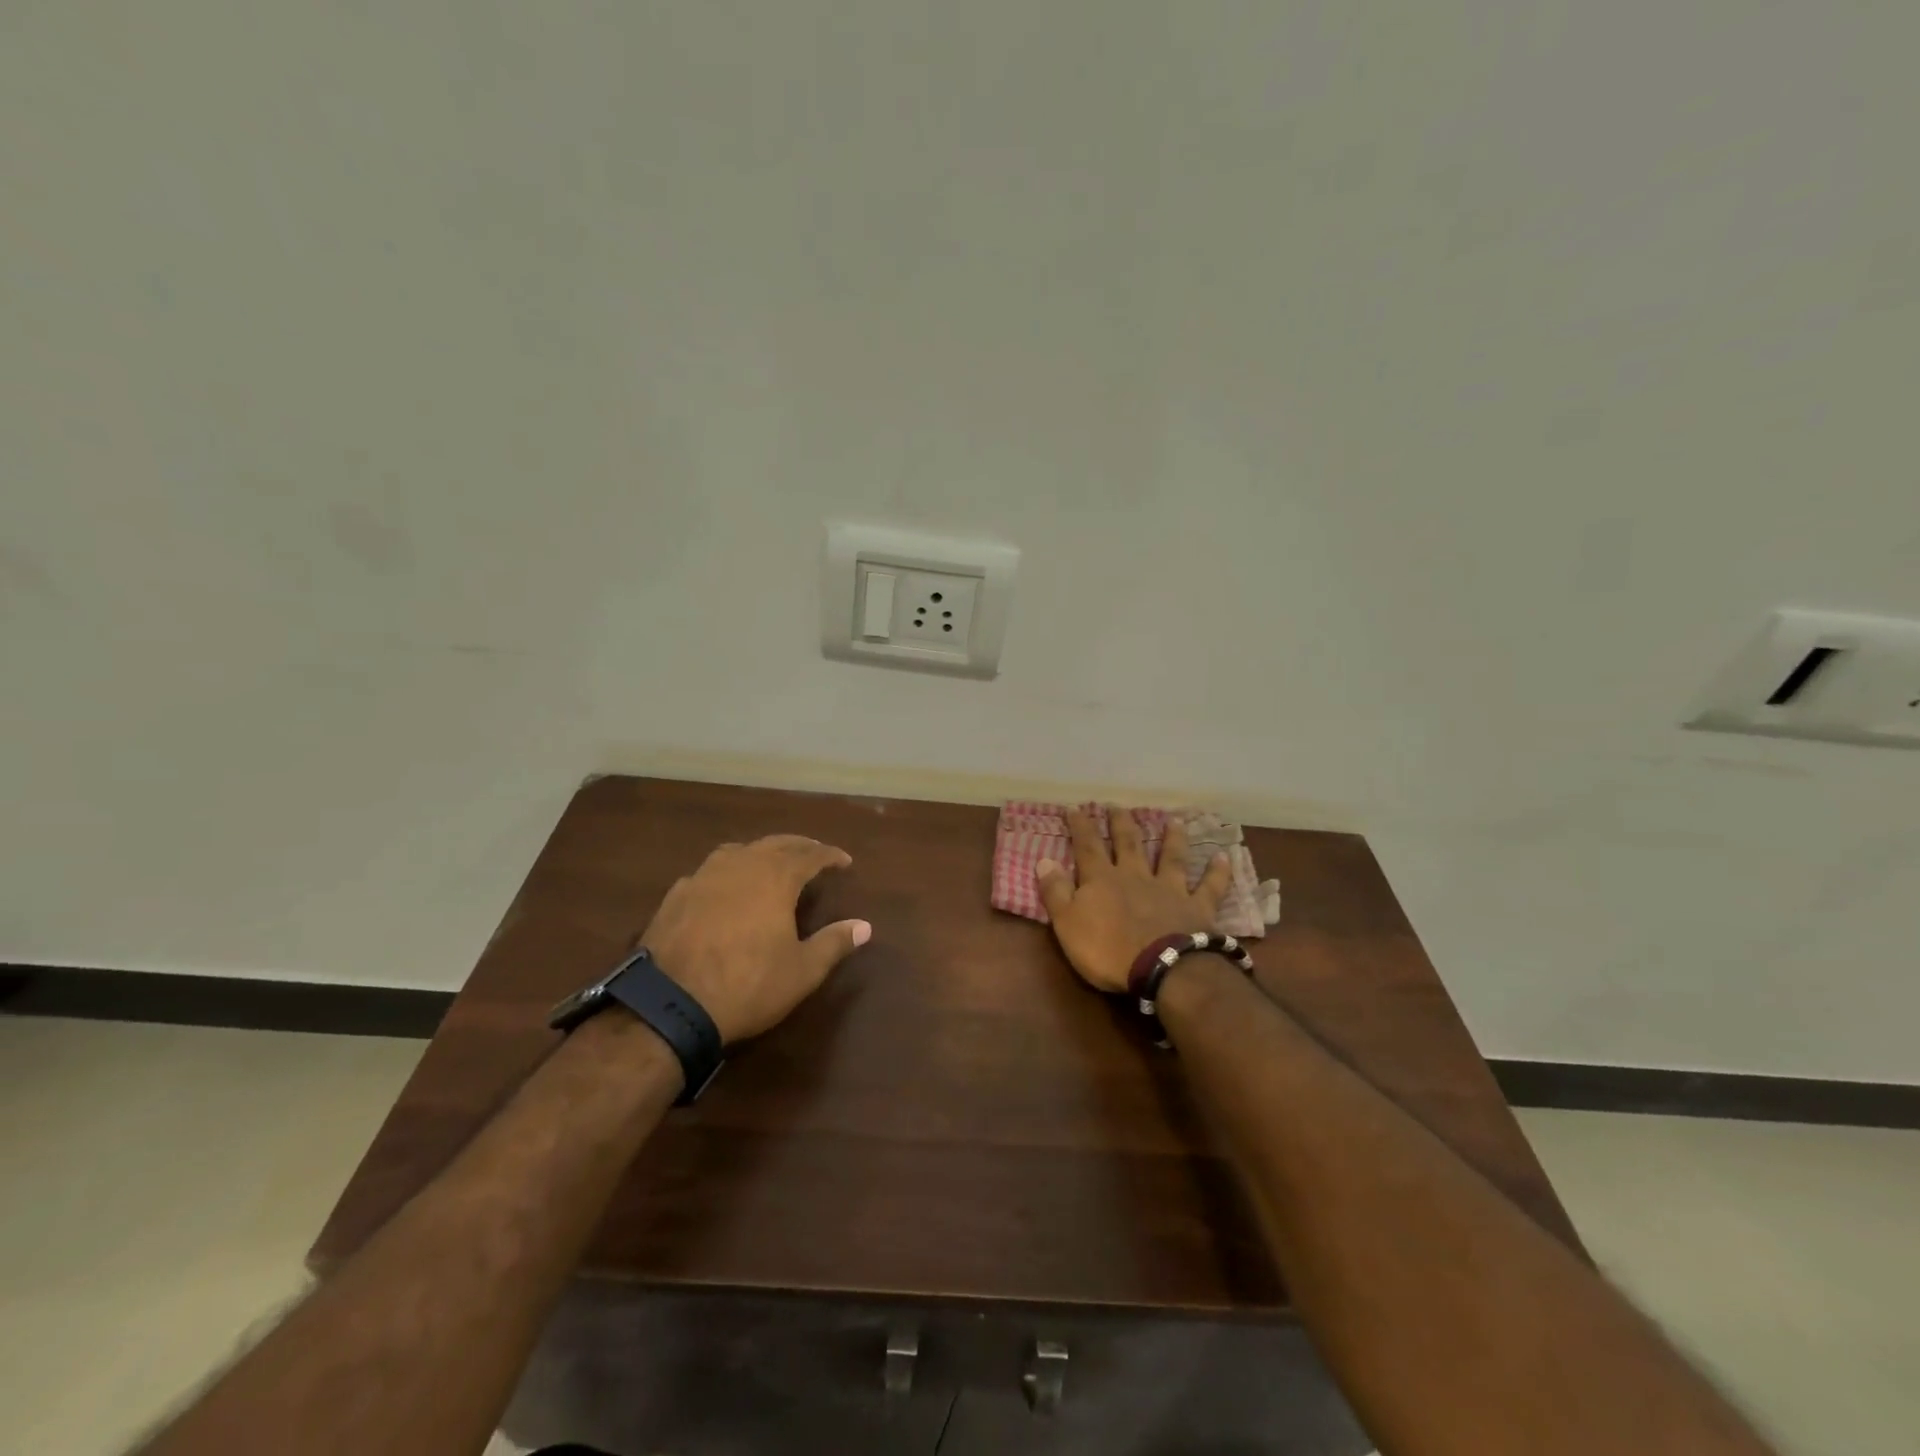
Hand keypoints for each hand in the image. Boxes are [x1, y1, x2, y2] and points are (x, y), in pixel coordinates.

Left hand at [639, 835, 870, 1043]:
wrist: (669, 1003)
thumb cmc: (747, 985)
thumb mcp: (802, 971)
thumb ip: (834, 943)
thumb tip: (865, 926)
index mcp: (776, 877)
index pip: (810, 855)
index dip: (829, 856)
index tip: (844, 861)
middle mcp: (741, 865)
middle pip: (775, 844)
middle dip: (799, 846)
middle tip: (814, 854)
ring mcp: (704, 876)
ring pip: (739, 850)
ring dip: (761, 852)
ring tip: (771, 863)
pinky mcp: (676, 894)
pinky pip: (709, 871)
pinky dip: (728, 872)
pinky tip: (725, 888)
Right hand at [1036, 808, 1232, 992]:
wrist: (1162, 968)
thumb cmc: (1107, 950)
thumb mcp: (1067, 924)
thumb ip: (1055, 891)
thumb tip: (1043, 860)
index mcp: (1102, 880)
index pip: (1087, 847)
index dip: (1080, 827)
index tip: (1075, 808)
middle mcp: (1136, 876)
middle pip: (1128, 844)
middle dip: (1121, 824)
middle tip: (1118, 806)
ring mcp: (1170, 889)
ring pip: (1171, 857)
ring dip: (1172, 838)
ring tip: (1174, 820)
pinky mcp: (1197, 908)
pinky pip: (1209, 887)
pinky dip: (1217, 873)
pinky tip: (1224, 857)